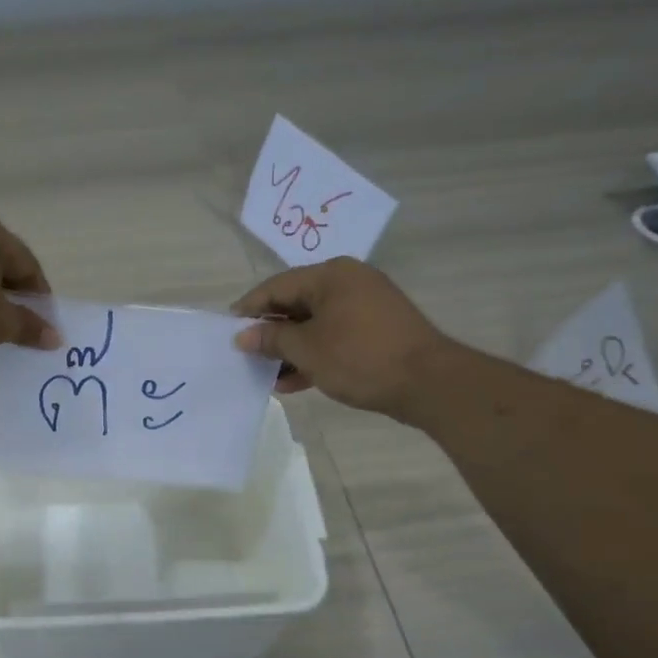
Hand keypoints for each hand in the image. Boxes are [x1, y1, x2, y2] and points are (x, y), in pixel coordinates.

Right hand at [231, 258, 450, 420]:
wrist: (428, 382)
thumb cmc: (360, 357)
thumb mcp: (307, 349)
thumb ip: (271, 339)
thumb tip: (243, 335)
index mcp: (331, 275)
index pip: (277, 286)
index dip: (250, 309)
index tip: (229, 330)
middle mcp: (348, 282)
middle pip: (296, 303)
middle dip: (271, 332)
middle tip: (247, 355)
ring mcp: (366, 306)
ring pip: (314, 324)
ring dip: (290, 349)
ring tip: (268, 375)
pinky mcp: (376, 330)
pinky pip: (334, 336)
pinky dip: (314, 355)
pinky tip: (294, 382)